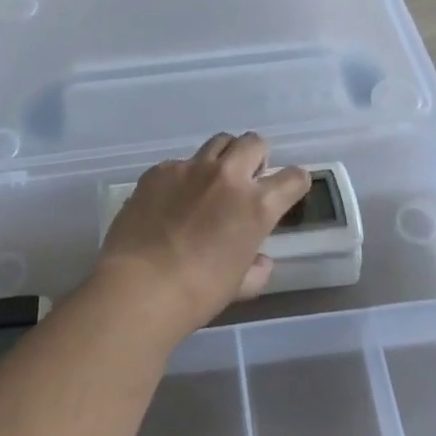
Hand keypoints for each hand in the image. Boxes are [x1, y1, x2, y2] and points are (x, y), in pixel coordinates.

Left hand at [95, 132, 310, 339]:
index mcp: (256, 205)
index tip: (290, 187)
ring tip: (213, 180)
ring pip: (219, 142)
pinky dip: (185, 176)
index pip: (293, 178)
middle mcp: (228, 176)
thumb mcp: (239, 286)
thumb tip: (260, 260)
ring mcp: (192, 167)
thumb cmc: (197, 294)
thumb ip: (255, 269)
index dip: (296, 181)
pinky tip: (172, 200)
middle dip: (257, 156)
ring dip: (224, 157)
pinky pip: (181, 163)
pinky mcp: (161, 169)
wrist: (140, 285)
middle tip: (249, 177)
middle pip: (254, 142)